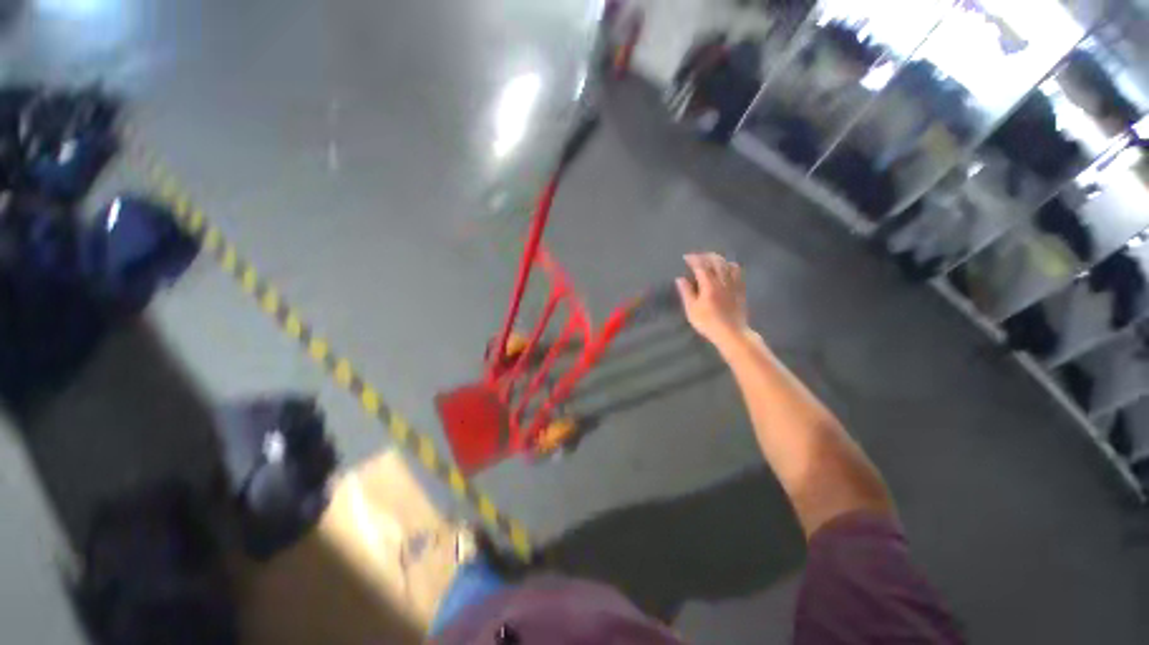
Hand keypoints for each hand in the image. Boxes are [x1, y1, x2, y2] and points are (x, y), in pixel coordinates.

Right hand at [677, 252, 748, 347]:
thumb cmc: (708, 323)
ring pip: (728, 264)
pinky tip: (727, 268)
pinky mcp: (740, 289)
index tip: (686, 257)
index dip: (693, 259)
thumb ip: (686, 292)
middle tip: (697, 256)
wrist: (732, 333)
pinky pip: (738, 272)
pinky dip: (730, 265)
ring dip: (718, 259)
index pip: (701, 266)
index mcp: (709, 285)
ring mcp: (733, 284)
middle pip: (716, 262)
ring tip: (711, 259)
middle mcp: (722, 281)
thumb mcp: (692, 310)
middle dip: (705, 256)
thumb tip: (680, 279)